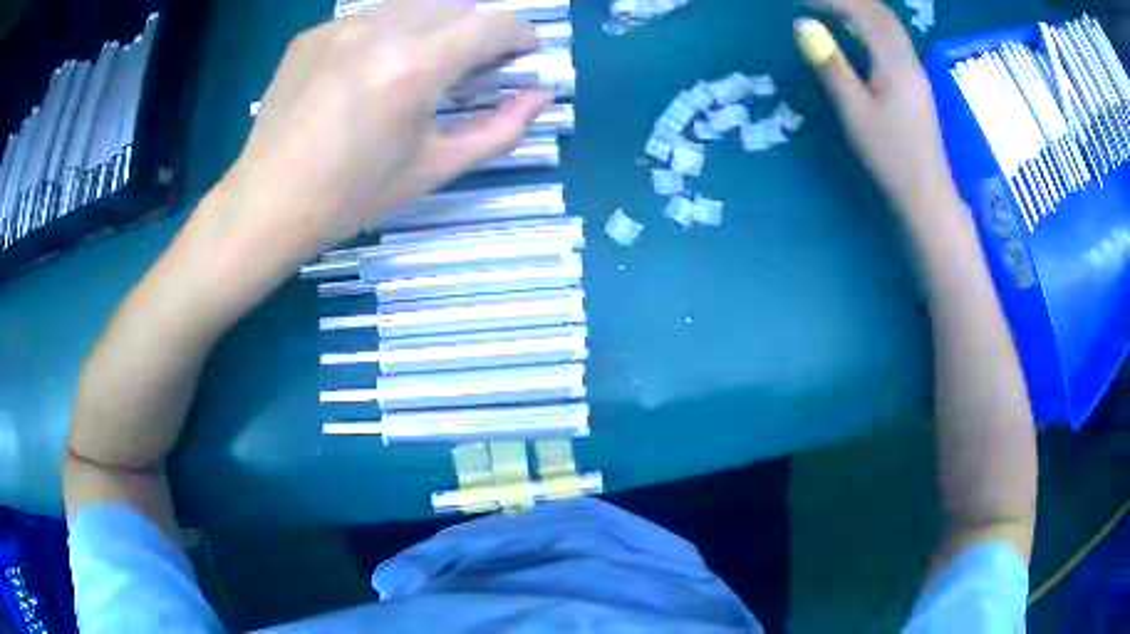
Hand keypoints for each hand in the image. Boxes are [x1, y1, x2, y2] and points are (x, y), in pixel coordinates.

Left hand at [217, 0, 552, 257]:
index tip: (523, 54)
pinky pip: (368, 17)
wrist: (267, 203)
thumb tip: (542, 96)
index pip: (494, 24)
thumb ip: (501, 130)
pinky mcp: (313, 32)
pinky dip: (388, 33)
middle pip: (458, 3)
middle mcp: (381, 29)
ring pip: (413, 3)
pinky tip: (369, 71)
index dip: (522, 35)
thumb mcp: (435, 169)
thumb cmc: (353, 196)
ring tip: (421, 65)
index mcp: (415, 67)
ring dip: (435, 25)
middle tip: (472, 65)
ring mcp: (341, 25)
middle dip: (478, 28)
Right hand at [794, 0, 960, 218]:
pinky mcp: (916, 84)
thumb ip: (831, 66)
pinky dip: (870, 27)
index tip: (803, 2)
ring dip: (861, 11)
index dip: (834, 0)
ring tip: (831, 11)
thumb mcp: (855, 112)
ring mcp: (916, 72)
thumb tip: (804, 27)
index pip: (866, 13)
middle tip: (816, 3)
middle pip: (882, 14)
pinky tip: (856, 34)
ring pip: (890, 27)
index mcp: (895, 64)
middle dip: (849, 1)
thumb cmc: (890, 157)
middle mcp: (909, 60)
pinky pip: (893, 41)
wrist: (927, 193)